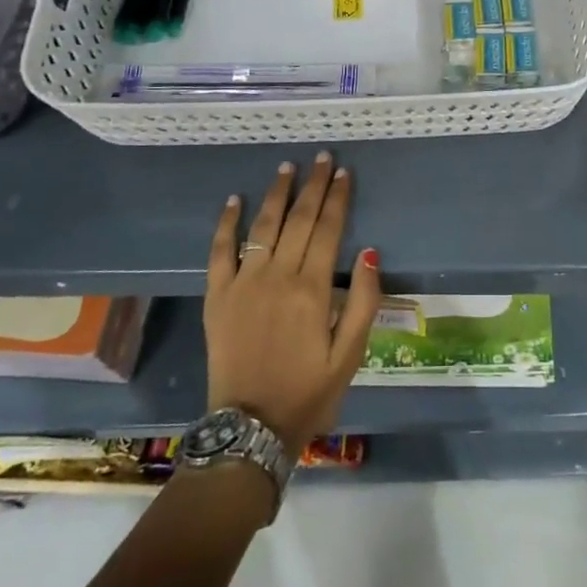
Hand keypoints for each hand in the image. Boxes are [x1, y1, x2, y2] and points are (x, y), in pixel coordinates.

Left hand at [205, 152, 380, 452]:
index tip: (344, 172)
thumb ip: (362, 301)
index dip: (338, 197)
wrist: (250, 429)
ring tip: (286, 167)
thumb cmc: (308, 392)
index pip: (329, 229)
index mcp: (312, 288)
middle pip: (299, 219)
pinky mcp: (217, 296)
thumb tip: (369, 252)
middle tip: (321, 157)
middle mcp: (278, 276)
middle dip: (312, 185)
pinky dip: (226, 224)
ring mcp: (243, 283)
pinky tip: (234, 200)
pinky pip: (220, 252)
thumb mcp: (350, 355)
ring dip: (276, 194)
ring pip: (262, 227)